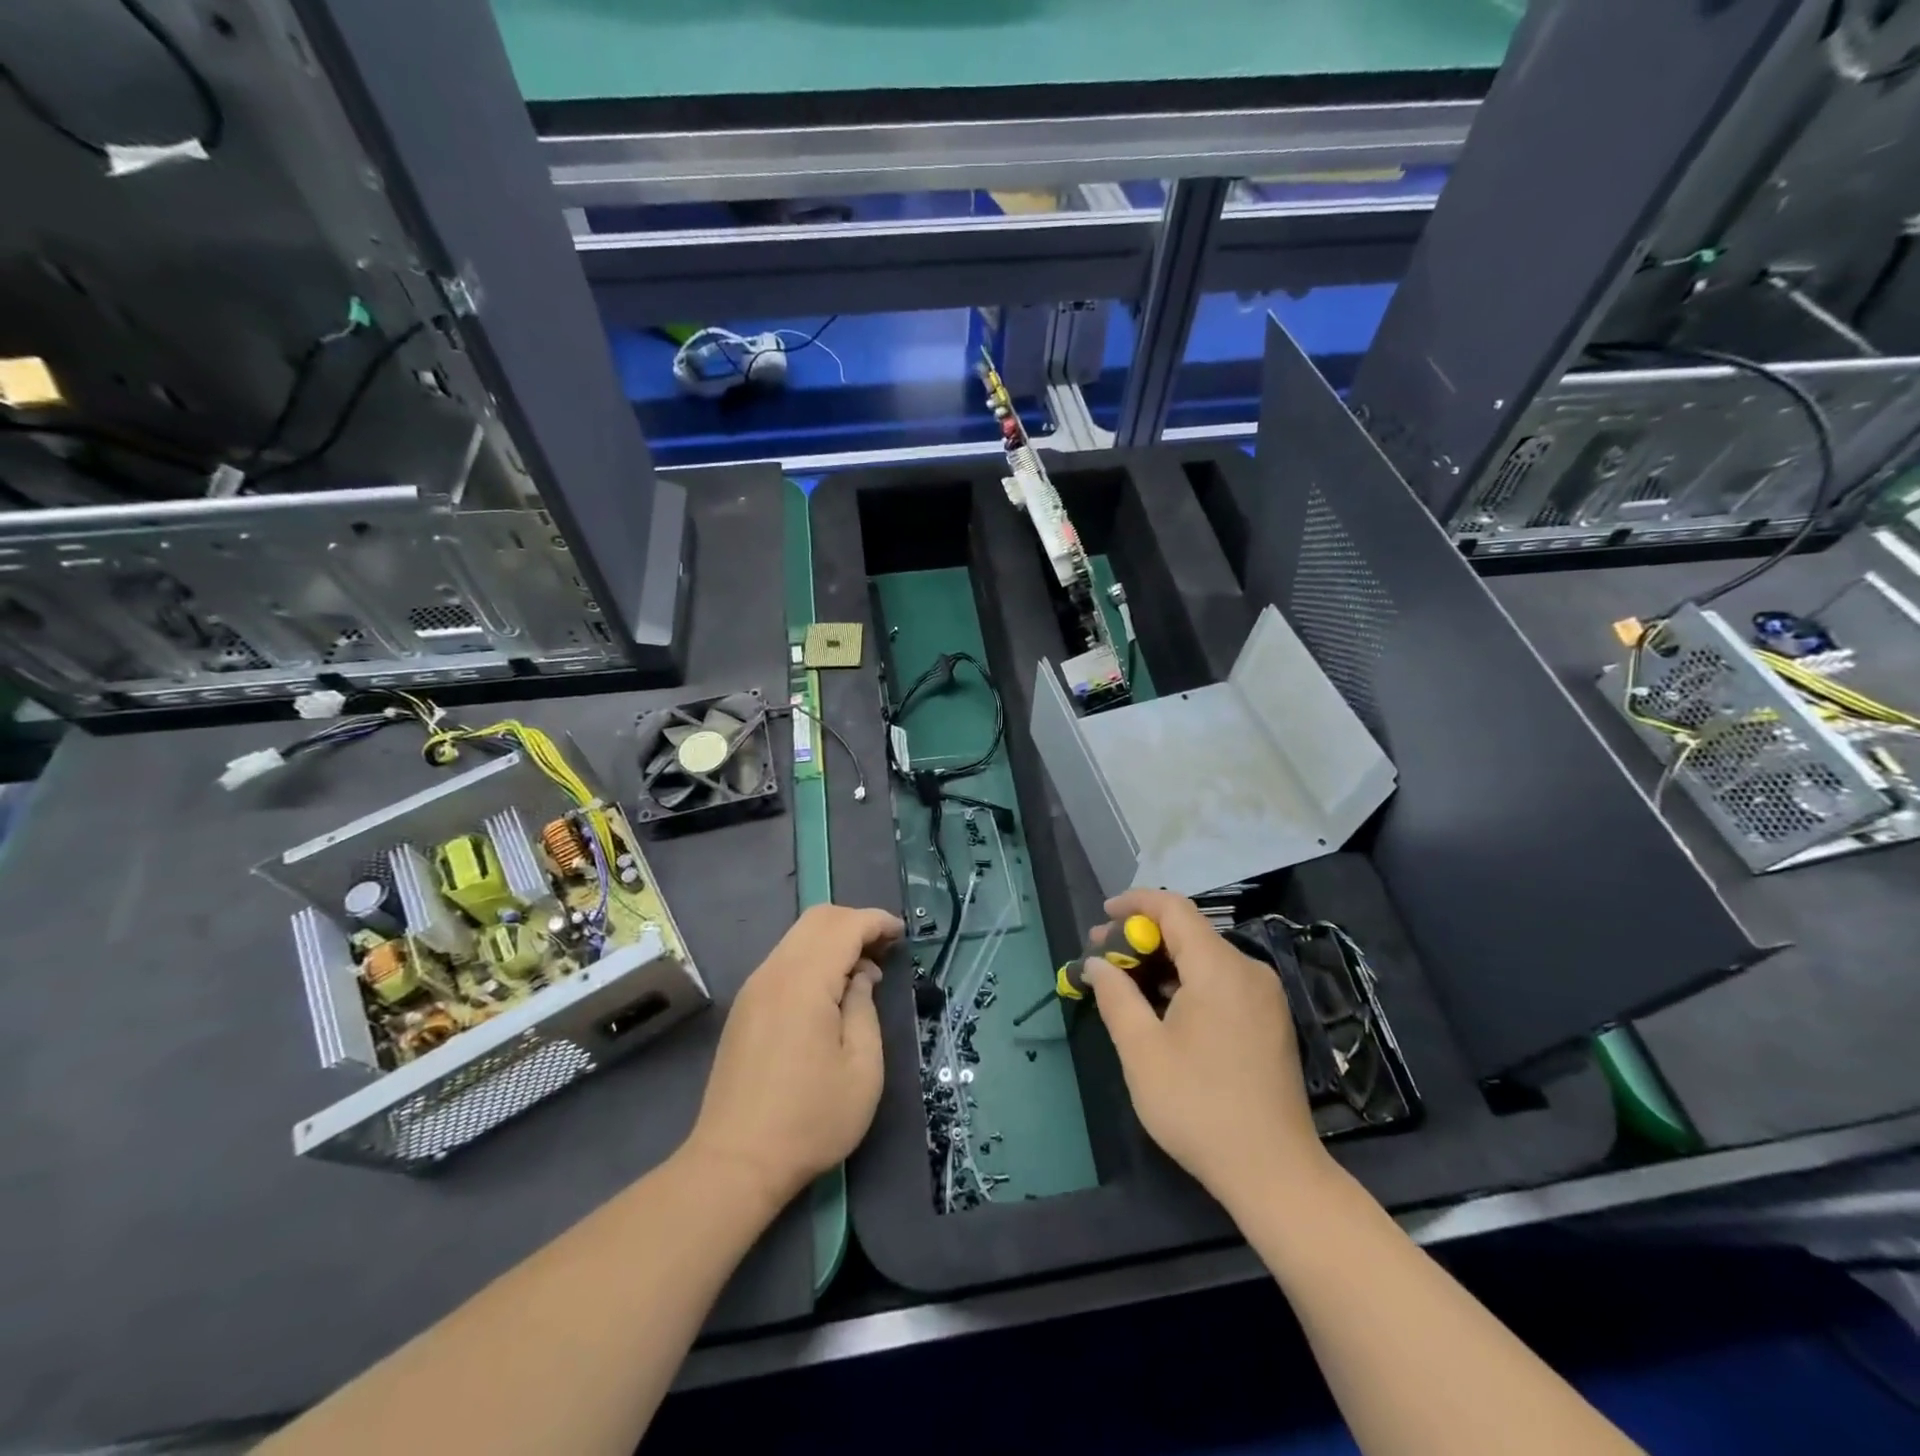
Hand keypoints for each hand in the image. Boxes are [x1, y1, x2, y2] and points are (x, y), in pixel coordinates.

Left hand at [682, 904, 901, 1212]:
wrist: (735, 1164)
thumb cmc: (810, 1120)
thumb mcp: (862, 1068)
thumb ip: (863, 1008)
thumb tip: (860, 975)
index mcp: (804, 982)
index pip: (844, 926)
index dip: (877, 921)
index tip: (902, 935)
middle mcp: (774, 973)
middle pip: (816, 920)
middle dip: (855, 923)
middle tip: (885, 950)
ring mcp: (754, 989)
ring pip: (797, 938)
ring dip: (834, 940)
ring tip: (862, 973)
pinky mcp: (745, 1008)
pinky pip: (784, 961)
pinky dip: (813, 959)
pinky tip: (830, 993)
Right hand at [1085, 889, 1327, 1211]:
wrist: (1274, 1173)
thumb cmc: (1199, 1107)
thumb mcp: (1142, 1051)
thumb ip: (1115, 996)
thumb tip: (1095, 964)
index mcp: (1219, 968)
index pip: (1173, 908)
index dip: (1134, 903)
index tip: (1101, 917)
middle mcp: (1248, 970)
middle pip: (1189, 932)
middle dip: (1142, 937)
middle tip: (1103, 957)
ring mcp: (1265, 996)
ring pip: (1205, 958)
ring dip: (1163, 962)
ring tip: (1125, 983)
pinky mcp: (1270, 1020)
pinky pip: (1222, 981)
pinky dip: (1187, 982)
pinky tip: (1162, 1008)